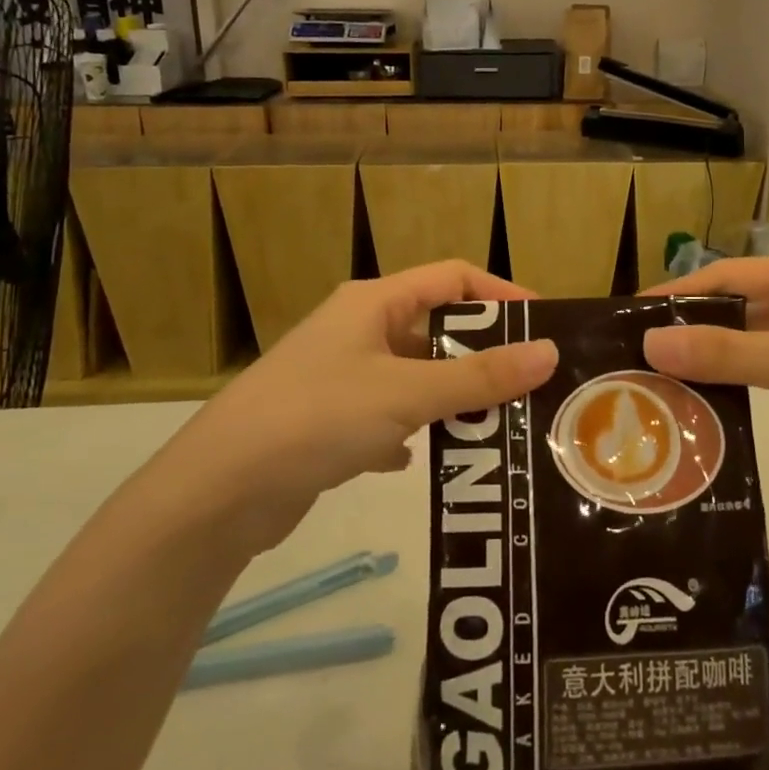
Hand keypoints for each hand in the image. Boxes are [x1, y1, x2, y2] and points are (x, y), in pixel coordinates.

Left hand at [176, 262, 556, 545]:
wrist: (218, 492)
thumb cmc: (318, 417)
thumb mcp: (407, 393)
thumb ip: (480, 377)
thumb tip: (550, 352)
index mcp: (374, 303)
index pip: (453, 277)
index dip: (501, 295)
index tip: (543, 326)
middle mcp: (357, 330)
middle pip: (436, 328)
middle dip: (482, 355)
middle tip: (530, 386)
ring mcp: (340, 377)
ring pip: (413, 376)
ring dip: (451, 398)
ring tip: (497, 426)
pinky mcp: (328, 423)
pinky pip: (387, 416)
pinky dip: (411, 432)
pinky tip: (426, 459)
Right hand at [641, 254, 768, 509]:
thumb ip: (730, 354)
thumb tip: (650, 344)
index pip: (731, 275)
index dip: (679, 294)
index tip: (629, 318)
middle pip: (741, 305)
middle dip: (693, 327)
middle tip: (638, 356)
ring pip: (756, 338)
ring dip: (715, 356)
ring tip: (662, 380)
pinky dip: (743, 378)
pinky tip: (711, 400)